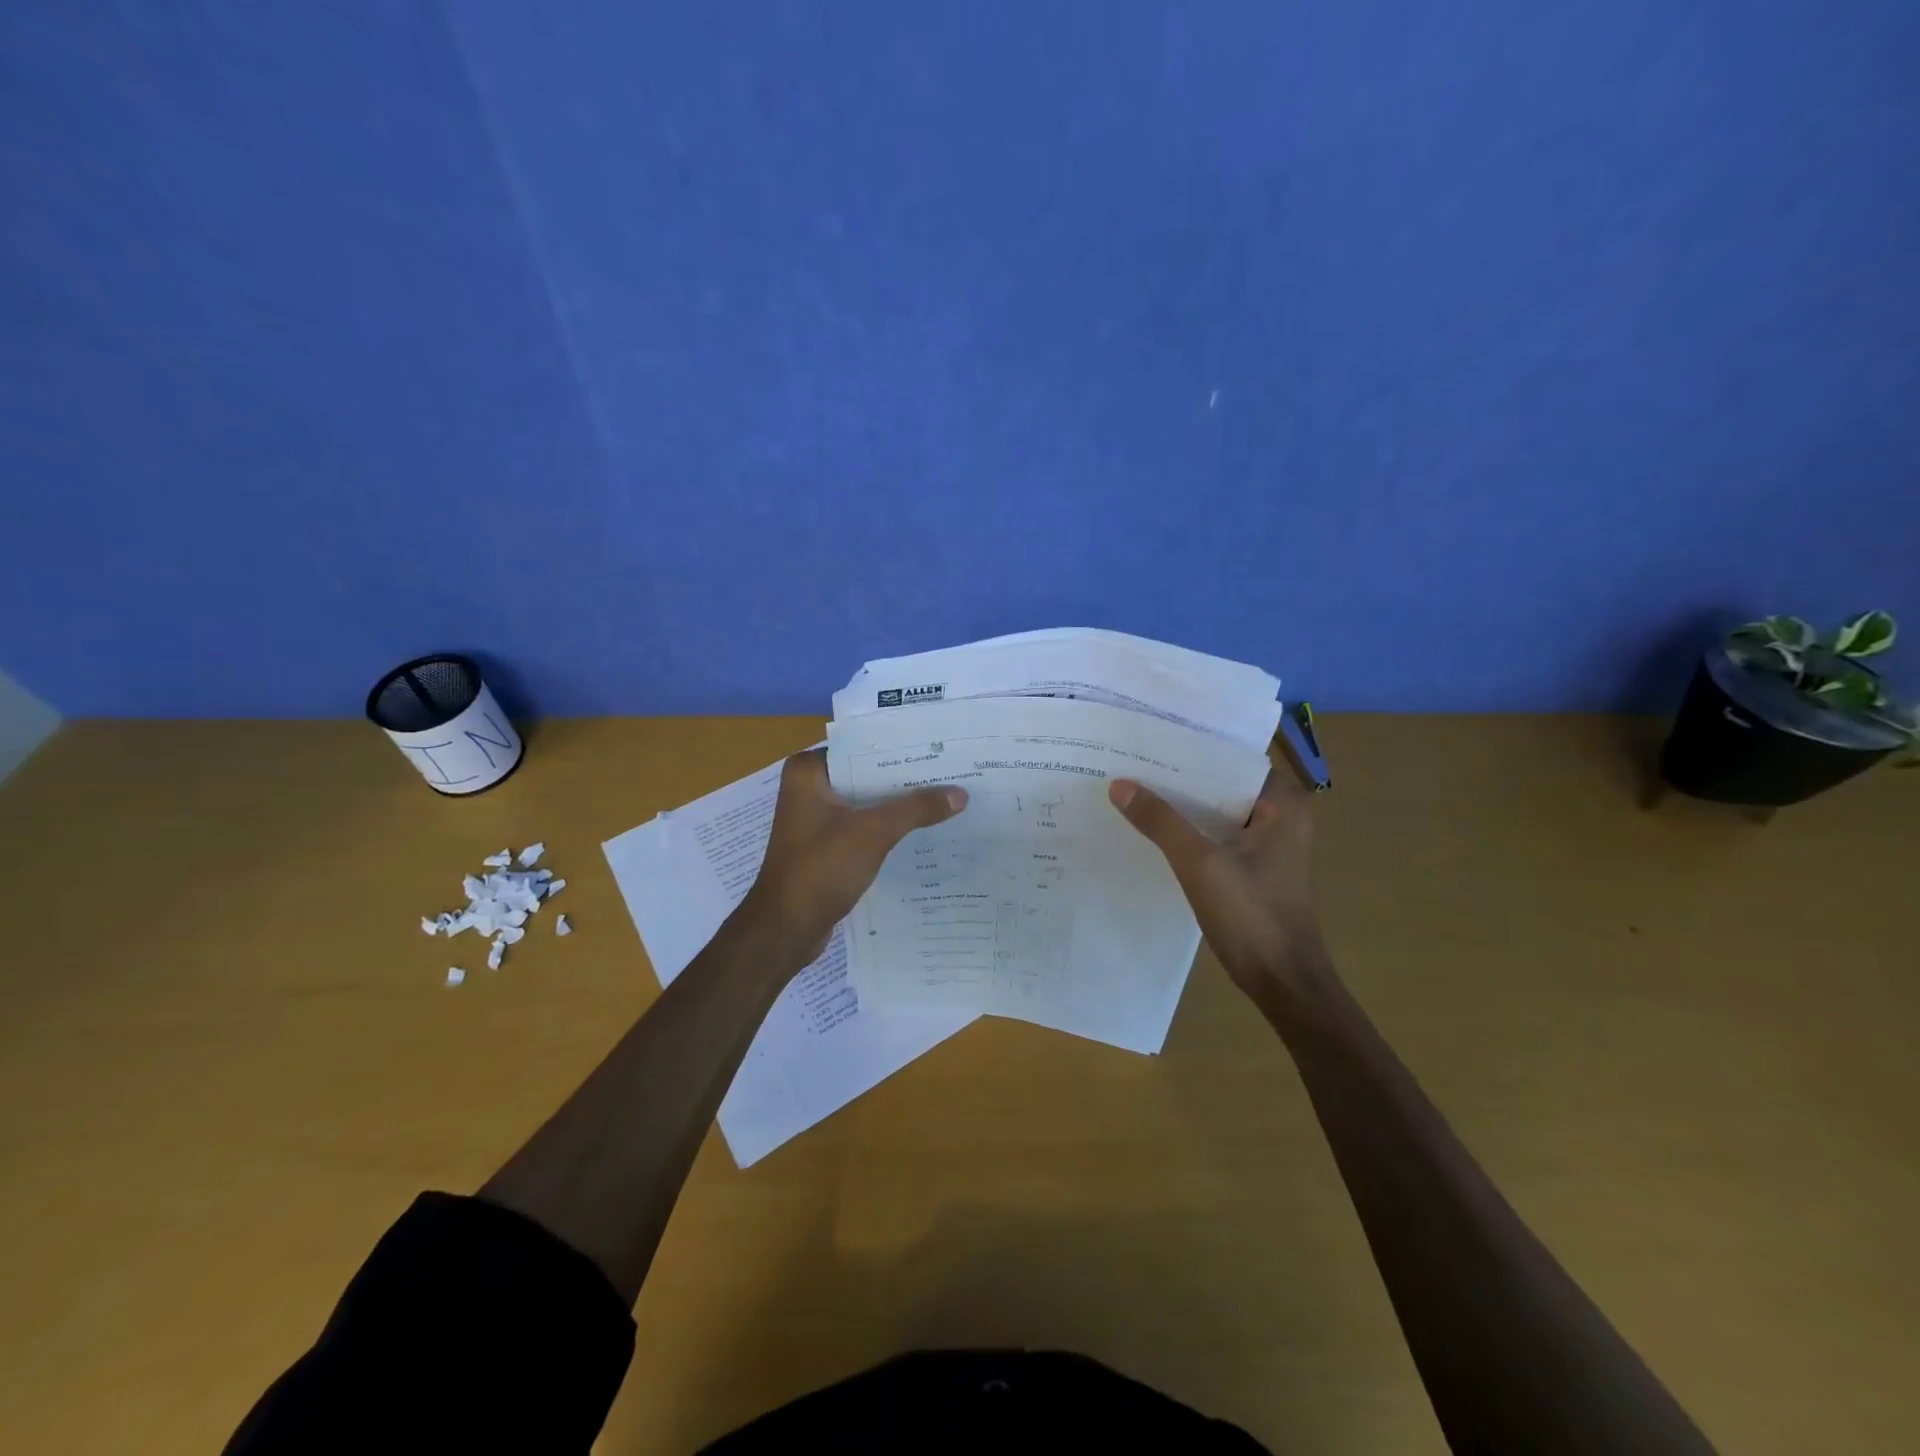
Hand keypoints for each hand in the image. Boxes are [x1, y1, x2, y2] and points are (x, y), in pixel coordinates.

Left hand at [735, 749, 967, 970]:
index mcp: (808, 773)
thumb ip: (916, 809)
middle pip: (867, 775)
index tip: (939, 749)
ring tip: (946, 797)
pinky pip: (863, 827)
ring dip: (899, 805)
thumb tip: (961, 793)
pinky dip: (888, 828)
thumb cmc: (820, 869)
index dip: (901, 750)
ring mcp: (816, 819)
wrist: (786, 929)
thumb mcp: (873, 832)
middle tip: (952, 772)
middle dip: (905, 778)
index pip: (862, 748)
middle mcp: (809, 789)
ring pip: (867, 803)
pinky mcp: (826, 846)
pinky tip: (923, 830)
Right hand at [1109, 769, 1329, 1001]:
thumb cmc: (1251, 916)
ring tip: (1132, 788)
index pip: (1230, 759)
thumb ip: (1161, 821)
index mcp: (1282, 803)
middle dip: (1177, 776)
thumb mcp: (1201, 864)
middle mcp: (1279, 815)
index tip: (1147, 739)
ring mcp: (1266, 843)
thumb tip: (1120, 784)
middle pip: (1219, 784)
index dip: (1189, 749)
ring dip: (1180, 805)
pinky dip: (1186, 831)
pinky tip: (1150, 828)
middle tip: (1129, 760)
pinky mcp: (1251, 867)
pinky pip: (1213, 835)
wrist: (1282, 983)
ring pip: (1214, 810)